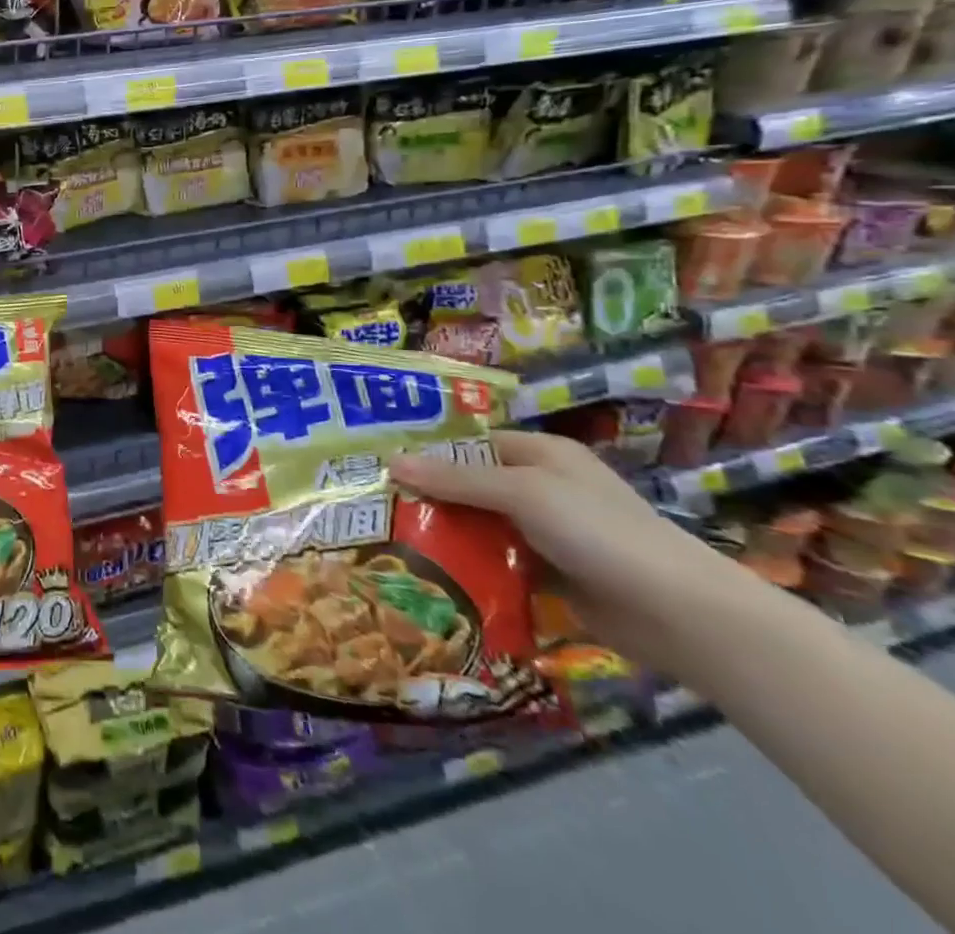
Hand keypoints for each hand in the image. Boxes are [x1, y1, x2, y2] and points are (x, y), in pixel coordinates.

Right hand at [389, 429, 748, 673]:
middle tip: (377, 507)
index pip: (471, 443)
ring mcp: (548, 533)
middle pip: (472, 485)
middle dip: (431, 497)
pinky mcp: (552, 575)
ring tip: (393, 541)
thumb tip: (391, 462)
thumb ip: (457, 479)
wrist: (682, 615)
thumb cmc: (600, 532)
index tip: (382, 464)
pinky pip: (499, 564)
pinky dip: (472, 568)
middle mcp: (542, 487)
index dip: (429, 451)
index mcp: (541, 454)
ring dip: (448, 535)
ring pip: (482, 527)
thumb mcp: (523, 493)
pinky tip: (435, 575)